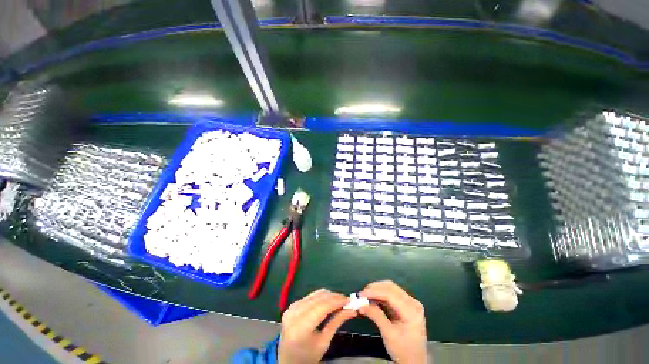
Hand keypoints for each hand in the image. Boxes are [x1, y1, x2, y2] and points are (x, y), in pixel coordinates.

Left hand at [278, 289, 356, 363]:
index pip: (322, 307)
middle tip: (347, 301)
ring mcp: (292, 307)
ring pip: (316, 294)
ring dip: (329, 296)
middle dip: (335, 297)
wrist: (287, 359)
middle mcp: (294, 313)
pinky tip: (329, 302)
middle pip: (319, 298)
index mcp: (301, 326)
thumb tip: (352, 310)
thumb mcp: (324, 342)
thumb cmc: (307, 356)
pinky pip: (311, 296)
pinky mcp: (292, 304)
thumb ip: (337, 322)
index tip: (349, 300)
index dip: (337, 301)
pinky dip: (322, 297)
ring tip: (339, 302)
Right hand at [359, 280, 427, 363]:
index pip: (390, 294)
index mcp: (411, 311)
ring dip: (376, 290)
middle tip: (361, 295)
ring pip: (390, 288)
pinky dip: (380, 295)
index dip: (374, 292)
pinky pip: (391, 294)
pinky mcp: (406, 304)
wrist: (414, 362)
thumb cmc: (403, 351)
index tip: (360, 295)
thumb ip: (376, 316)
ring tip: (365, 297)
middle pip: (390, 287)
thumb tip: (361, 304)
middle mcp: (412, 302)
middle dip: (374, 289)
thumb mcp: (389, 335)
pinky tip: (372, 299)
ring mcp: (410, 302)